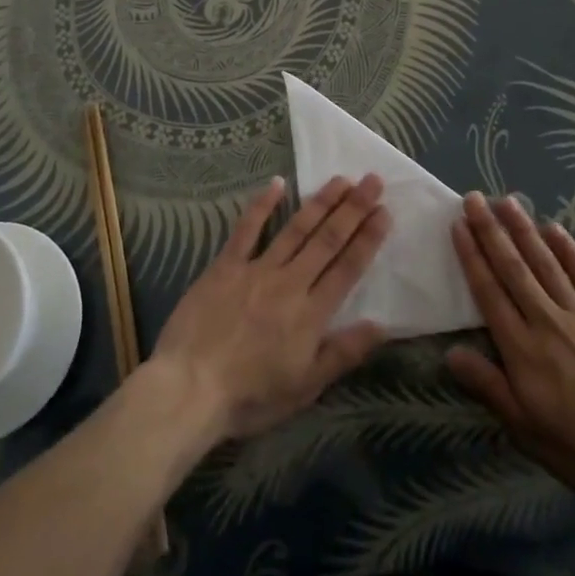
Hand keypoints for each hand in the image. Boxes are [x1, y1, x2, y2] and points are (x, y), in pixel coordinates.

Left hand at [151, 175, 389, 440]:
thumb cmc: (250, 396)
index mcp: (312, 313)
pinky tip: (277, 183)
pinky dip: (262, 205)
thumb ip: (344, 352)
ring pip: (296, 229)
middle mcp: (290, 283)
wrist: (189, 389)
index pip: (348, 267)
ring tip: (341, 179)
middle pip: (327, 240)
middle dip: (353, 209)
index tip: (385, 211)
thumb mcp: (305, 387)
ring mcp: (257, 269)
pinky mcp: (226, 265)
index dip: (368, 238)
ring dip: (321, 202)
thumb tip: (383, 325)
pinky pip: (247, 229)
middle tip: (373, 181)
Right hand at [446, 193, 574, 506]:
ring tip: (507, 201)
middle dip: (491, 231)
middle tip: (474, 198)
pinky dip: (568, 250)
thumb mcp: (525, 428)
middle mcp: (547, 321)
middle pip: (513, 268)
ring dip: (524, 229)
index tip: (458, 225)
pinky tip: (554, 228)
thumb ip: (488, 386)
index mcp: (522, 349)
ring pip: (546, 263)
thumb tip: (449, 353)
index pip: (489, 292)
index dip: (472, 256)